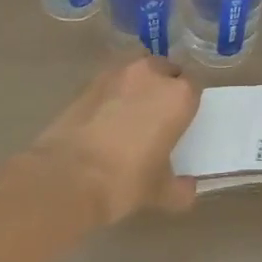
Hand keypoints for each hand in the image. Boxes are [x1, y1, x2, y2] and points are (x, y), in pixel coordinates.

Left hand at [32, 58, 199, 222]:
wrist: (67, 176)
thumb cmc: (126, 180)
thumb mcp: (160, 192)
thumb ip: (180, 188)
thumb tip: (188, 188)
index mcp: (179, 95)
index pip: (194, 87)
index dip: (188, 103)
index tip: (182, 120)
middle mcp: (151, 74)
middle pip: (166, 70)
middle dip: (164, 86)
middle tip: (157, 115)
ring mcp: (117, 73)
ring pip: (137, 70)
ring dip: (138, 84)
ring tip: (130, 111)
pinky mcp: (88, 82)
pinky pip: (110, 81)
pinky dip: (112, 93)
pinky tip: (105, 117)